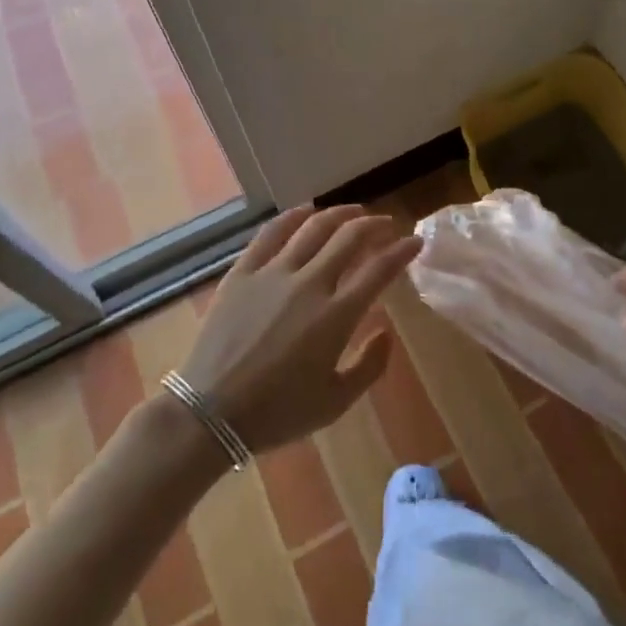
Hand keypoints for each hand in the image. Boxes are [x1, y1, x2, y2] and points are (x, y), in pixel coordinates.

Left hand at [179, 204, 420, 454]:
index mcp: (335, 316)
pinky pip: (272, 232)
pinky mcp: (243, 271)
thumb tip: (385, 332)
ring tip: (354, 212)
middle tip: (386, 225)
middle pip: (349, 237)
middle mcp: (309, 284)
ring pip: (314, 227)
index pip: (379, 270)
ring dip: (340, 214)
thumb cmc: (277, 413)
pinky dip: (294, 216)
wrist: (210, 412)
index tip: (414, 241)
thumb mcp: (335, 403)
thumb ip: (370, 366)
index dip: (401, 251)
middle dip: (374, 225)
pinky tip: (306, 212)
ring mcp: (273, 273)